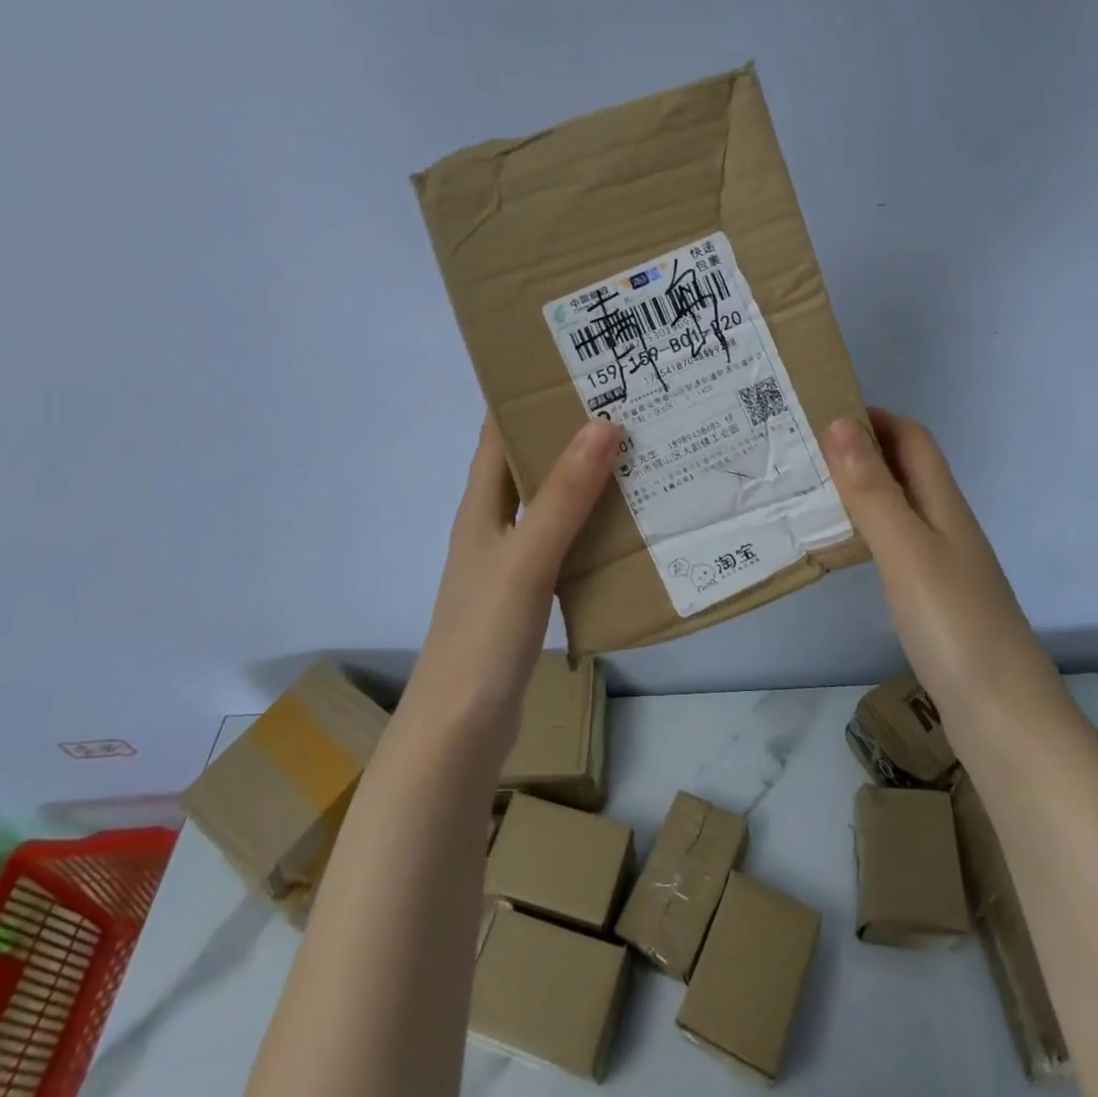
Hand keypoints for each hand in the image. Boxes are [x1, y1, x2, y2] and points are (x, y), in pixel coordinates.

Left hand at [402, 415, 620, 735]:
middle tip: (626, 404)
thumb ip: (564, 495)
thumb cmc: (484, 635)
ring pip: (551, 505)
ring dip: (584, 480)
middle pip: (529, 464)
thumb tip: (603, 424)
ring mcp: (510, 563)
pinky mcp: (527, 596)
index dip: (527, 396)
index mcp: (481, 506)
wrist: (459, 731)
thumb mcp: (528, 557)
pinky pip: (564, 544)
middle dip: (569, 433)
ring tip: (638, 454)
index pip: (498, 433)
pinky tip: (627, 527)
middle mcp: (493, 526)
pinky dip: (591, 527)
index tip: (574, 365)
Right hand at [822, 408, 1042, 708]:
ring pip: (898, 508)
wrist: (1004, 717)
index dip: (875, 418)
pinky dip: (864, 531)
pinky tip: (839, 547)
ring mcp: (942, 565)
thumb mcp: (907, 550)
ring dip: (859, 489)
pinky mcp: (932, 600)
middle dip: (860, 450)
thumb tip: (841, 424)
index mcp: (944, 506)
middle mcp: (946, 527)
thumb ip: (874, 490)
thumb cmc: (954, 625)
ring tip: (807, 489)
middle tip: (801, 449)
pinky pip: (894, 546)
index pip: (913, 440)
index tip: (822, 410)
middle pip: (905, 470)